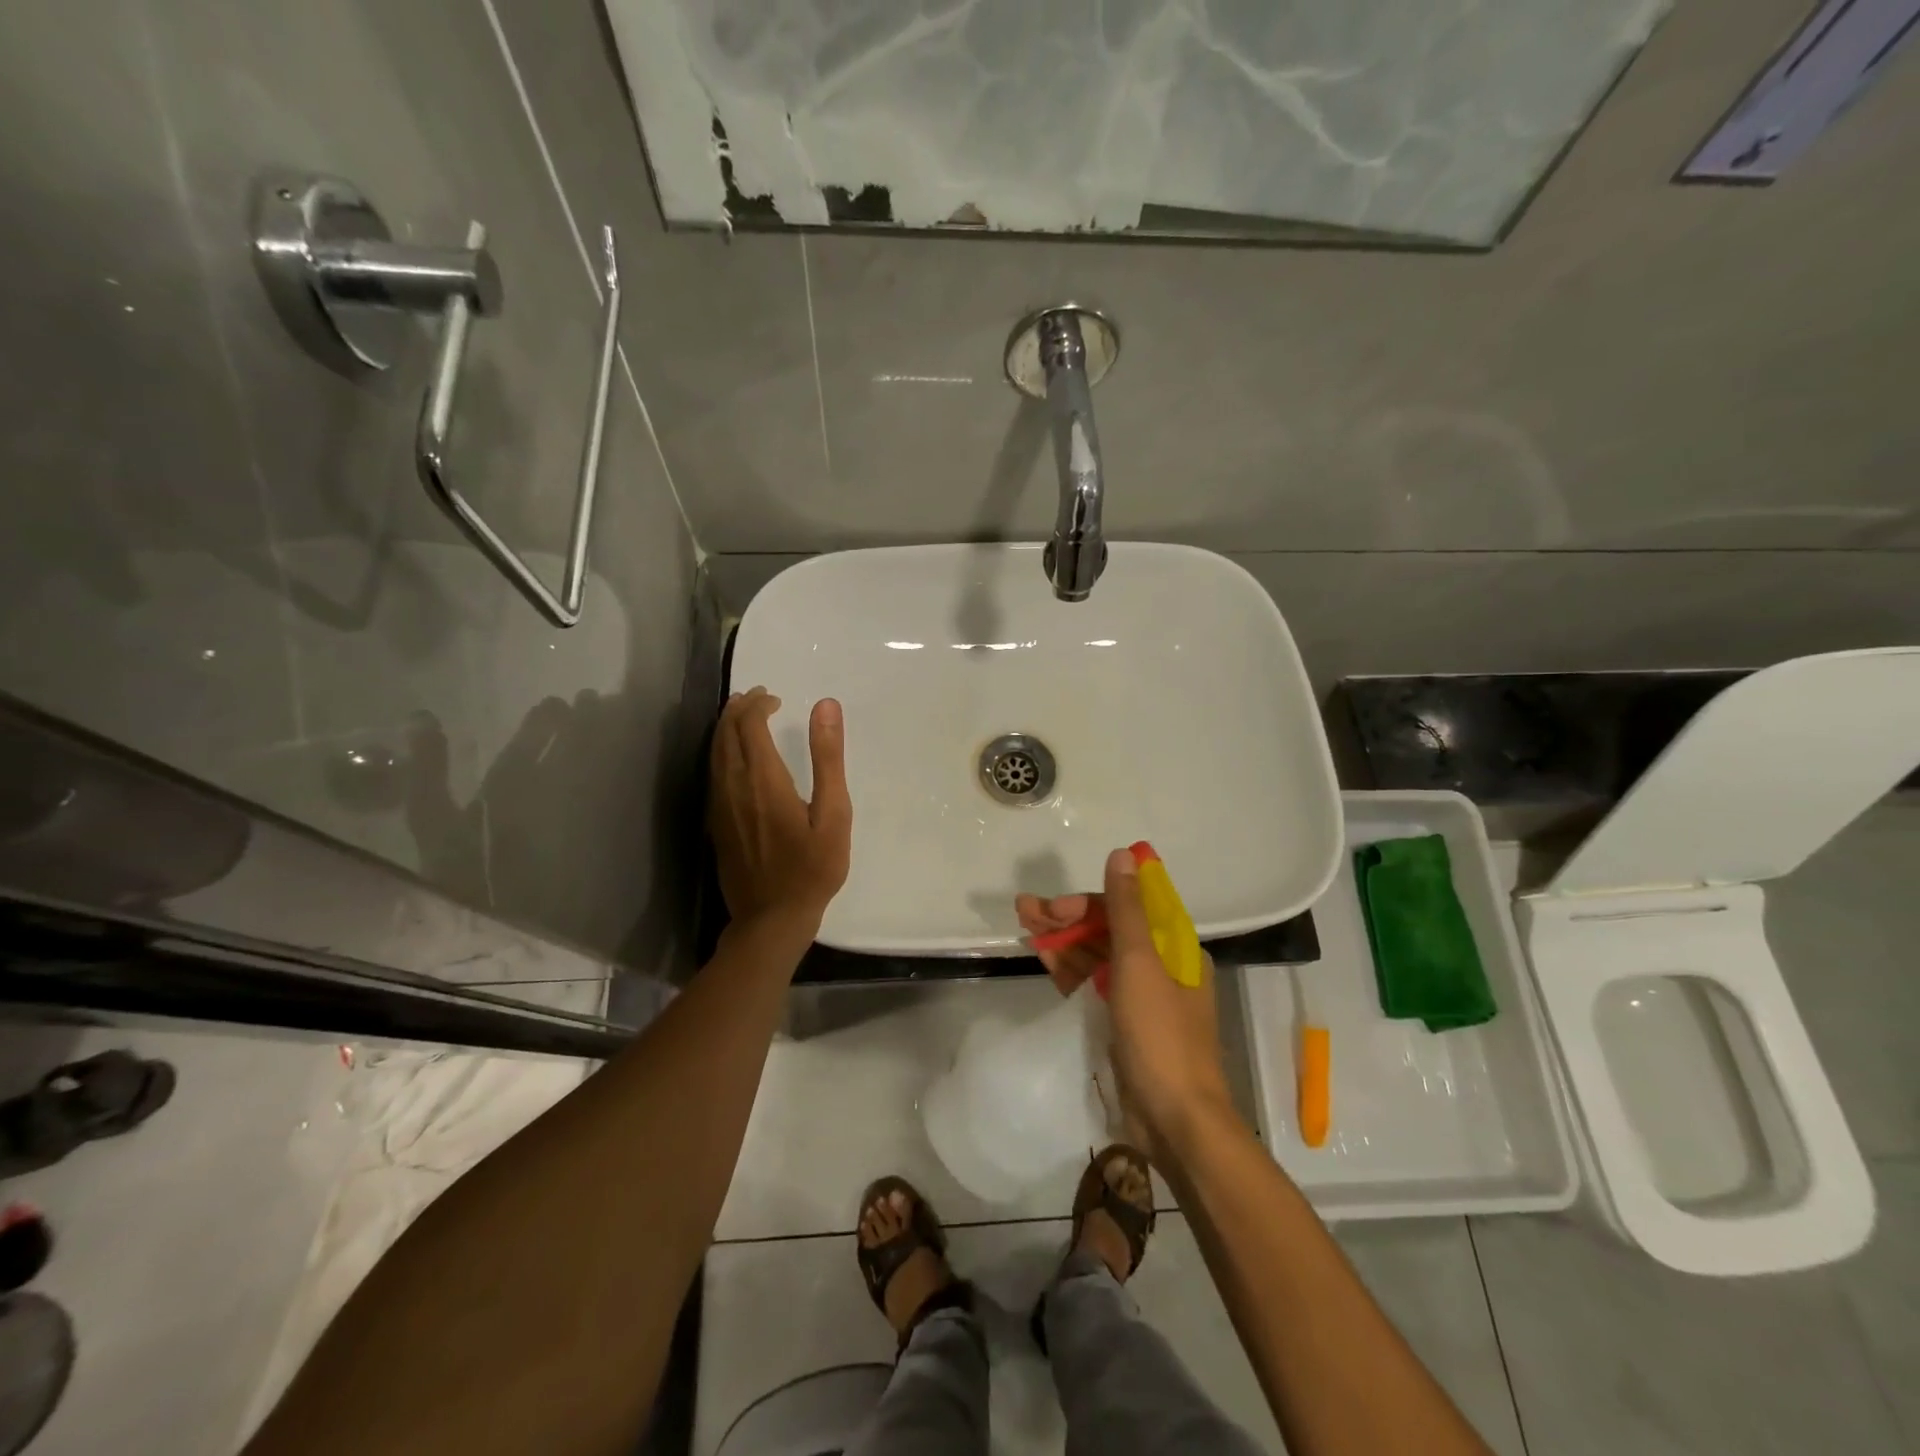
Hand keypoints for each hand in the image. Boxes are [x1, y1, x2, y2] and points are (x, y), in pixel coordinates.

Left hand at [709, 688, 851, 933]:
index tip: (776, 698)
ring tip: (742, 715)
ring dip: (727, 728)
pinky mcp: (715, 822)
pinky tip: (734, 756)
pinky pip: (712, 772)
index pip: (749, 725)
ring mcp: (719, 805)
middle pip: (726, 733)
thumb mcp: (834, 814)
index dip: (758, 704)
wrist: (771, 918)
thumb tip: (825, 706)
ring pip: (714, 752)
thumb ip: (828, 758)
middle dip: (740, 709)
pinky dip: (721, 751)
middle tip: (759, 697)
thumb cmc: (812, 868)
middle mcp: (733, 786)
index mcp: (763, 780)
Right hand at [1016, 849, 1235, 1155]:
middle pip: (1109, 929)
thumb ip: (1126, 909)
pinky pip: (1095, 985)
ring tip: (1024, 927)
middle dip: (1067, 918)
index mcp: (1176, 948)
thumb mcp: (1140, 964)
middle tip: (1024, 910)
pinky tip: (1044, 960)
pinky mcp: (1126, 1024)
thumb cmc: (1161, 1036)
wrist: (1177, 1122)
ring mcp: (1143, 998)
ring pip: (1098, 956)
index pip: (1128, 908)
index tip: (1055, 906)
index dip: (1089, 901)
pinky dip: (1071, 971)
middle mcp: (1162, 967)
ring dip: (1064, 941)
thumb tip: (1124, 854)